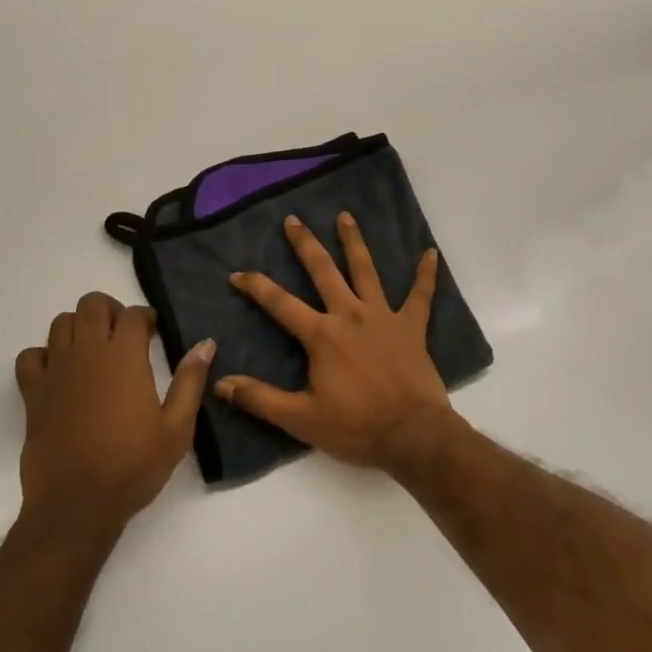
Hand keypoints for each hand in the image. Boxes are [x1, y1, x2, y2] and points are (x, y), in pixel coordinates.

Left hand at [15, 293, 213, 541]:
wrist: (76, 506)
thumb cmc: (132, 467)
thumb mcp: (176, 429)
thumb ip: (190, 381)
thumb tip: (205, 344)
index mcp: (124, 357)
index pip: (133, 314)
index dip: (146, 317)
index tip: (153, 333)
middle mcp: (88, 352)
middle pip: (92, 304)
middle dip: (110, 311)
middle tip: (123, 336)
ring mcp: (56, 370)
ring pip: (61, 323)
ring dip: (79, 327)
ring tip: (93, 350)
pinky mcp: (33, 393)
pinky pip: (30, 356)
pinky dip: (43, 356)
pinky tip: (58, 373)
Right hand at [216, 213, 453, 472]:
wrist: (413, 435)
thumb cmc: (356, 427)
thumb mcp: (301, 419)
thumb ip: (260, 399)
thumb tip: (221, 383)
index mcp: (321, 335)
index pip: (280, 303)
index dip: (256, 286)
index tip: (237, 273)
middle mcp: (349, 314)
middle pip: (323, 271)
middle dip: (305, 244)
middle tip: (293, 219)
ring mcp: (383, 316)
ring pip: (365, 270)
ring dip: (354, 242)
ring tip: (345, 216)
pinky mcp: (411, 327)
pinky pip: (420, 296)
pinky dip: (426, 275)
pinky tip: (430, 254)